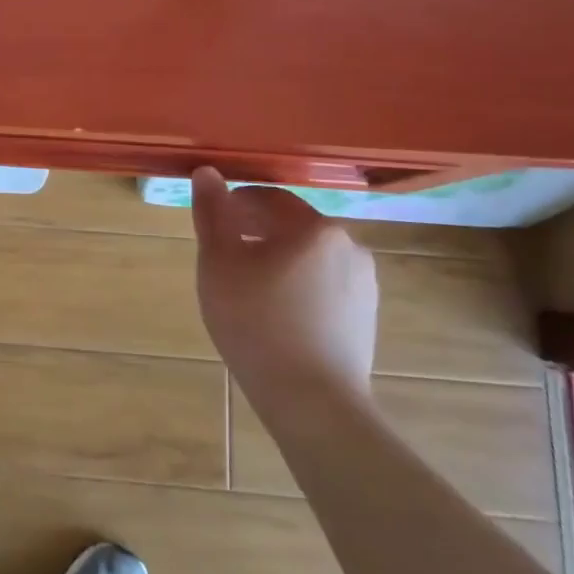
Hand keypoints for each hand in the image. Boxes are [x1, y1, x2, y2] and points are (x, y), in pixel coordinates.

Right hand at [190, 168, 378, 418]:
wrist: (312, 401)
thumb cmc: (256, 322)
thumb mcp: (219, 263)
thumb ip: (212, 213)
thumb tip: (207, 172)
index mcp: (314, 227)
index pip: (268, 198)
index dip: (235, 204)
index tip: (212, 224)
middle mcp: (349, 246)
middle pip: (292, 226)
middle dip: (255, 232)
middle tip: (223, 258)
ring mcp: (364, 283)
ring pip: (309, 258)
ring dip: (278, 260)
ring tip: (247, 289)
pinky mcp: (366, 317)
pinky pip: (325, 286)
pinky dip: (298, 287)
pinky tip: (276, 315)